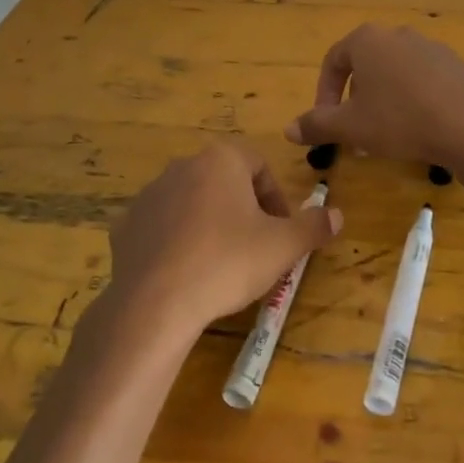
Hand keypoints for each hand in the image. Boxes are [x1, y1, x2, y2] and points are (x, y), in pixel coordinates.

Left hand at [106, 143, 341, 335]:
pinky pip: (163, 226)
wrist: (155, 303)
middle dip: (244, 209)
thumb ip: (313, 226)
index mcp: (221, 159)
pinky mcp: (127, 225)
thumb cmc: (227, 262)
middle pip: (225, 181)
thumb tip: (337, 215)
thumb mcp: (282, 247)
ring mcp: (150, 194)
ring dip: (211, 223)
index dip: (276, 198)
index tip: (281, 230)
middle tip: (256, 247)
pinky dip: (178, 241)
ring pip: (193, 202)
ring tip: (221, 263)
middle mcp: (183, 166)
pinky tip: (187, 272)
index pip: (259, 165)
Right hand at [284, 24, 463, 164]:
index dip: (323, 94)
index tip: (326, 123)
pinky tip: (416, 126)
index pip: (333, 62)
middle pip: (364, 66)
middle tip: (355, 131)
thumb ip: (316, 125)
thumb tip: (288, 129)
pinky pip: (420, 79)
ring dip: (382, 100)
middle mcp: (396, 34)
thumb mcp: (350, 127)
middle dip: (354, 100)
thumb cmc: (398, 120)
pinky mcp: (453, 64)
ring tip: (385, 133)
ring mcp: (429, 46)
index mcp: (367, 40)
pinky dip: (410, 98)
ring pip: (393, 73)